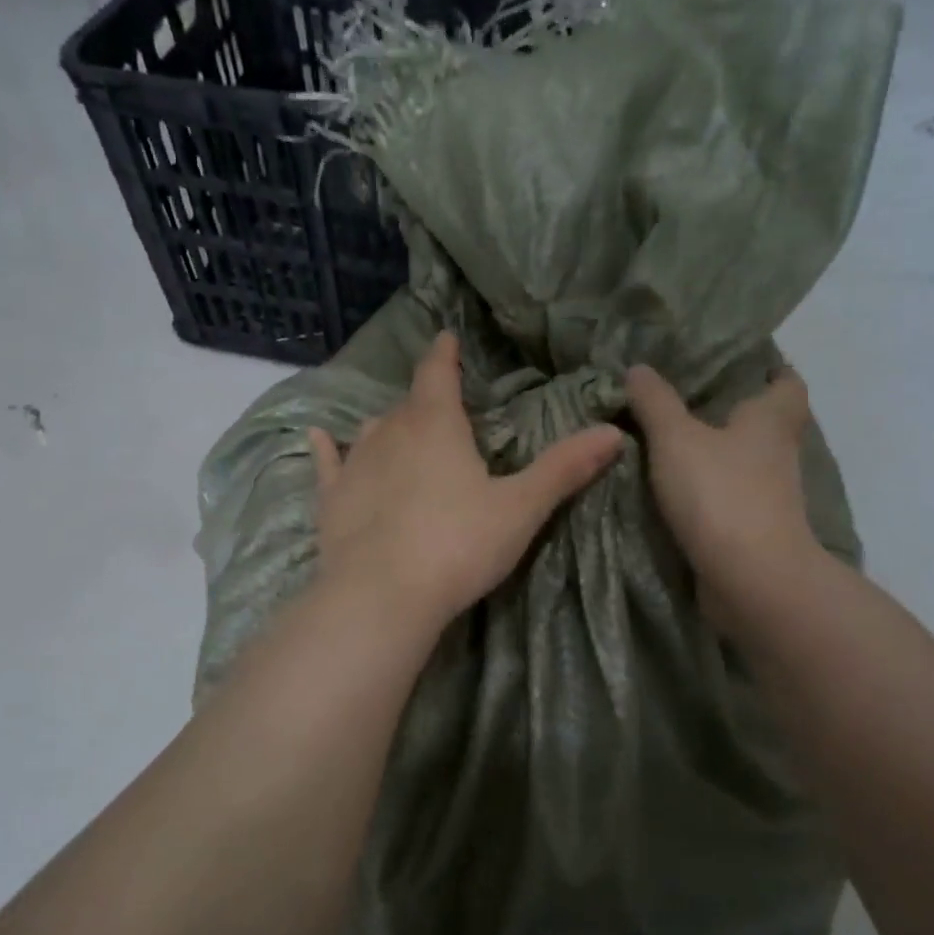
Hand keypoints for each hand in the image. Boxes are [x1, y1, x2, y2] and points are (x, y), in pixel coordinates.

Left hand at [308, 332, 623, 631]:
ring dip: (387, 426)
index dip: (445, 355)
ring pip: (371, 430)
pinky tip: (317, 436)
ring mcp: (356, 464)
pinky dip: (325, 448)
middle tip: (440, 407)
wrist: (383, 595)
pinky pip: (327, 463)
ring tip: (399, 429)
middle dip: (424, 401)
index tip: (447, 338)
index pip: (438, 374)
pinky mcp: (331, 499)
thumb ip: (564, 469)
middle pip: (408, 405)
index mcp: (436, 425)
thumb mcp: (521, 508)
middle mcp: (390, 432)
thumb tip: (616, 431)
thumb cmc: (458, 545)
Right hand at [625, 364, 825, 637]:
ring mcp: (770, 495)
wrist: (749, 577)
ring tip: (672, 442)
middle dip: (735, 412)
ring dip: (719, 454)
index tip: (739, 366)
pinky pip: (731, 497)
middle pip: (765, 422)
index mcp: (772, 419)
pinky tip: (675, 487)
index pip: (787, 381)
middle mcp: (779, 453)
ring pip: (746, 462)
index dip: (769, 369)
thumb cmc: (720, 493)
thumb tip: (637, 367)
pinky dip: (710, 490)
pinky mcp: (755, 529)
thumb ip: (655, 402)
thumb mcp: (675, 438)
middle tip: (688, 400)